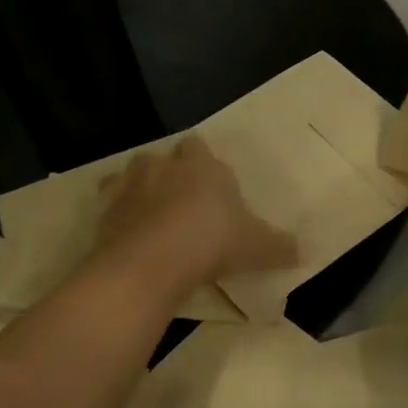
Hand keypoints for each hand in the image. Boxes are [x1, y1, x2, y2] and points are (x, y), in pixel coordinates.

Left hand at [86, 137, 295, 290]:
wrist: (150, 263)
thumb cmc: (212, 241)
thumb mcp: (257, 247)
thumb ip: (280, 247)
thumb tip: (304, 252)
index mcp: (202, 165)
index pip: (197, 145)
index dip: (201, 159)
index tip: (209, 181)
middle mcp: (163, 168)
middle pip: (161, 157)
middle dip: (168, 171)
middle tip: (181, 198)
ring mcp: (129, 189)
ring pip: (129, 176)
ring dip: (138, 189)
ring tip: (151, 213)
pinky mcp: (103, 215)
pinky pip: (109, 208)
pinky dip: (118, 218)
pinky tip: (130, 236)